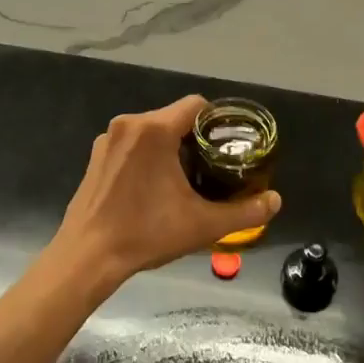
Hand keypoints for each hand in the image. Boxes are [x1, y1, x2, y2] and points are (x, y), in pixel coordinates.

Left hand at [54, 96, 281, 285]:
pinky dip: (147, 156)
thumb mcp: (202, 225)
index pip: (196, 105)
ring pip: (152, 130)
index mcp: (154, 130)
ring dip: (171, 147)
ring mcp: (108, 138)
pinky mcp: (96, 155)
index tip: (229, 146)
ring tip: (186, 179)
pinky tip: (153, 187)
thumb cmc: (146, 234)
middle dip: (195, 138)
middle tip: (212, 167)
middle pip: (174, 118)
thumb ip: (245, 211)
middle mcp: (129, 124)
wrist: (87, 257)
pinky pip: (132, 143)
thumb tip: (276, 201)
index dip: (218, 121)